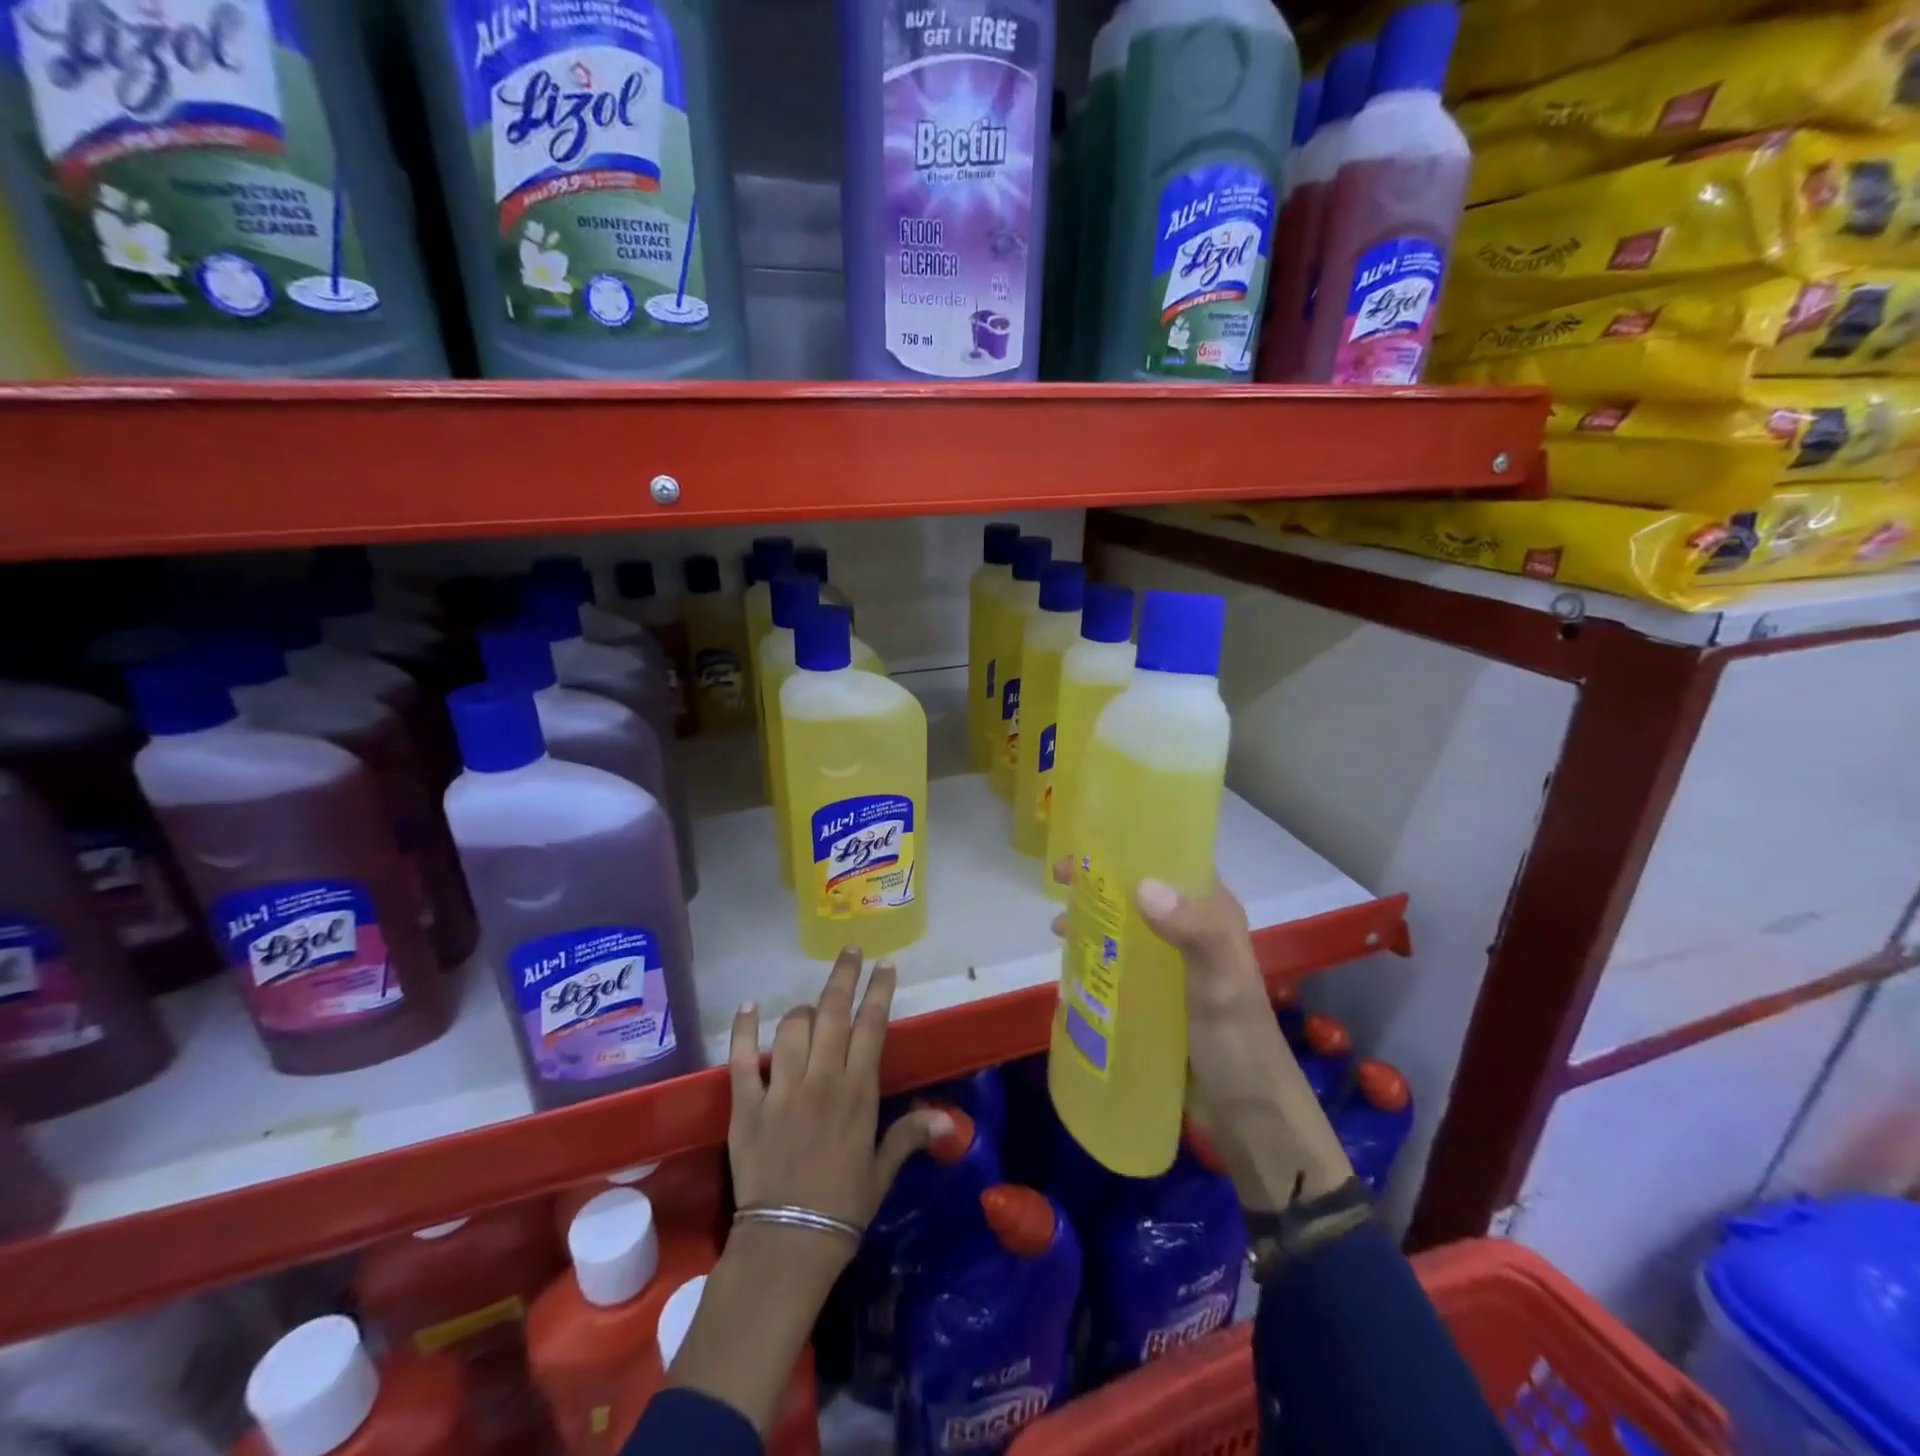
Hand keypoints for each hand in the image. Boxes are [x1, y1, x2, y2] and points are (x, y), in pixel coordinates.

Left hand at [670, 949, 947, 1434]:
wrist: (788, 1245)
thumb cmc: (843, 1208)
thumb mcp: (882, 1171)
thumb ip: (910, 1136)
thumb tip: (949, 1121)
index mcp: (858, 1092)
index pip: (872, 1026)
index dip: (879, 991)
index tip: (885, 965)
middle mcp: (821, 1079)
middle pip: (833, 1013)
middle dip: (844, 976)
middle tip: (850, 951)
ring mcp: (781, 1088)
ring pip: (792, 1027)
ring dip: (803, 1009)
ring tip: (812, 1006)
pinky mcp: (746, 1104)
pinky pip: (742, 1057)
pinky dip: (744, 1029)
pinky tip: (749, 1006)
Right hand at [1053, 861, 1352, 1210]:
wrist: (1249, 1116)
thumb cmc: (1238, 1042)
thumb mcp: (1221, 983)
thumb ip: (1194, 931)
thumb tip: (1143, 885)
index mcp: (1211, 912)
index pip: (1170, 860)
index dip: (1128, 847)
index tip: (1083, 845)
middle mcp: (1191, 928)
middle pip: (1138, 890)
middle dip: (1098, 882)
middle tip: (1057, 883)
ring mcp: (1172, 963)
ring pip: (1125, 924)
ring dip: (1093, 918)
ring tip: (1057, 927)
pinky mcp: (1157, 994)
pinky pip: (1119, 962)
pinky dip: (1094, 956)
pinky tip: (1068, 967)